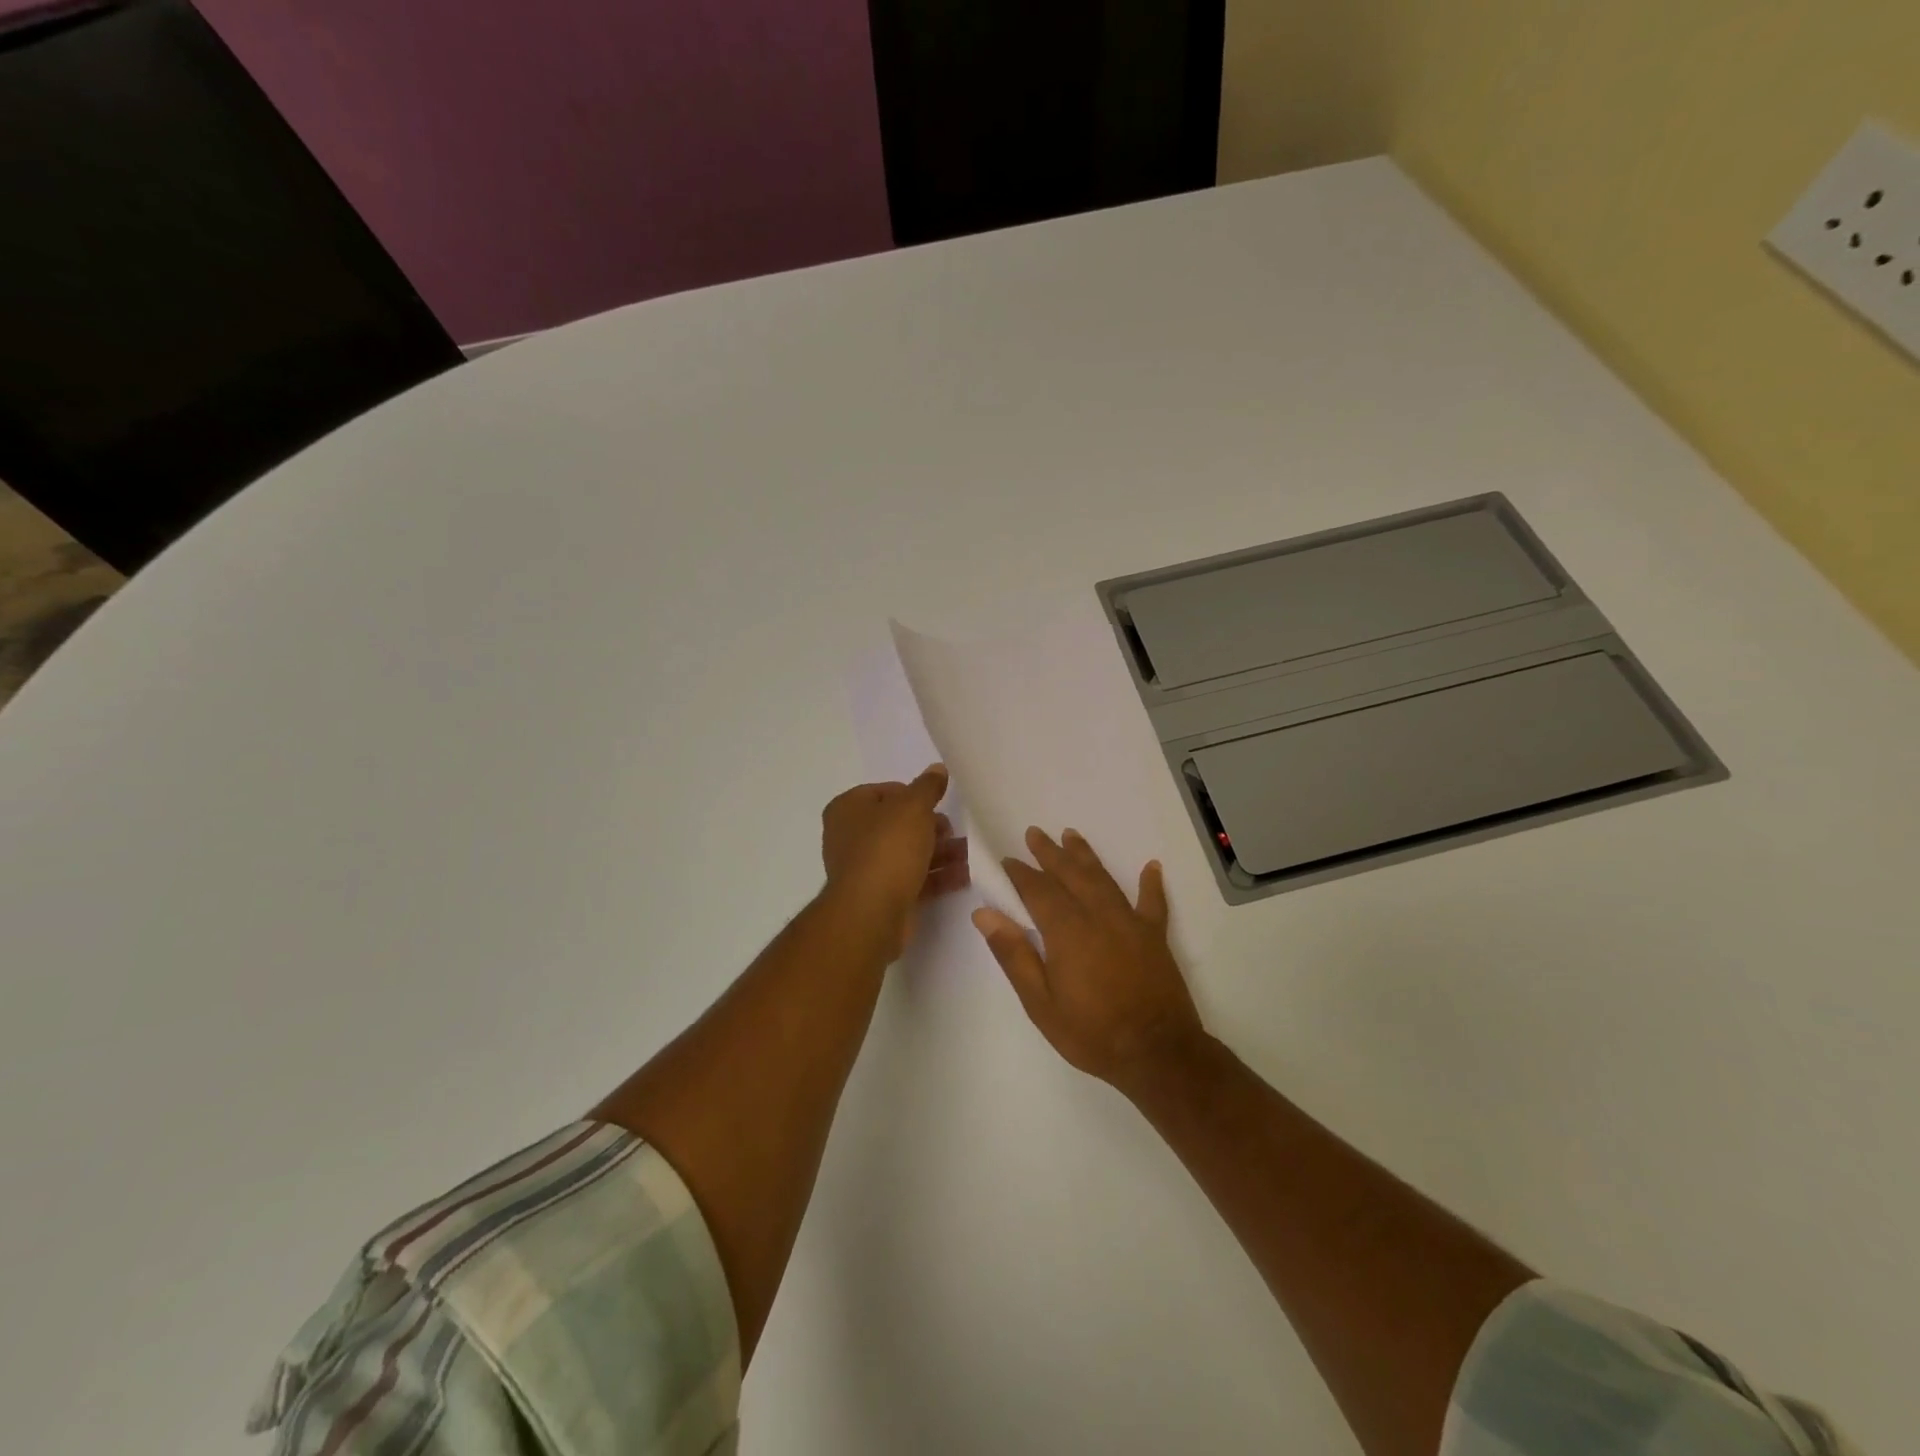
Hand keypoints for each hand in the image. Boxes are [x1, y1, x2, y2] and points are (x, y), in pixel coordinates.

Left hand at [821, 765, 969, 959]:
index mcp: (848, 808)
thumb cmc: (888, 848)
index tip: (938, 804)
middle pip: (898, 824)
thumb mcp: (913, 807)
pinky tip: (965, 875)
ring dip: (940, 852)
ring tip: (969, 853)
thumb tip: (937, 768)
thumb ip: (928, 787)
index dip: (914, 795)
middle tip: (953, 830)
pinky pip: (913, 878)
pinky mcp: (881, 895)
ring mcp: (865, 868)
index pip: (885, 791)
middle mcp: (850, 836)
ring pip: (908, 853)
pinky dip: (937, 875)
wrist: (871, 913)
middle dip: (931, 827)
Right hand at [972, 827, 1204, 1084]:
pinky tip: (1151, 866)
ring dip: (1085, 856)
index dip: (1021, 873)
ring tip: (1071, 835)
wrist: (1158, 1053)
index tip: (1007, 859)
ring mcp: (1130, 922)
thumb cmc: (1092, 1032)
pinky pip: (1153, 902)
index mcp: (1067, 930)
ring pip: (1103, 879)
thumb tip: (985, 914)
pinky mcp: (1155, 936)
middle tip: (1035, 833)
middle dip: (1050, 853)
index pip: (1038, 890)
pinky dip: (1151, 883)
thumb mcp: (1040, 1003)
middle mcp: (1098, 915)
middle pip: (1070, 874)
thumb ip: (1014, 955)